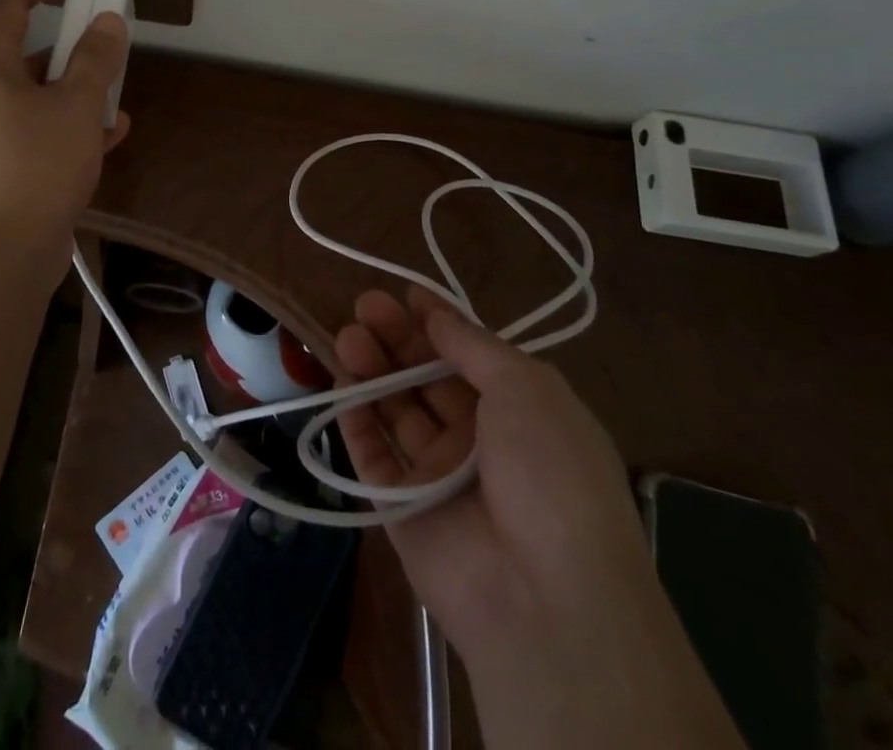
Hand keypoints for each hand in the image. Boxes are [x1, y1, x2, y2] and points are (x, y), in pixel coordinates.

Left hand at [0, 0, 130, 277]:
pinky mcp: (17, 166)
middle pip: (34, 52)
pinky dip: (81, 127)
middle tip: (110, 41)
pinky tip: (115, 134)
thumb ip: (96, 59)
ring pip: (47, 95)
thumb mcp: (76, 105)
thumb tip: (108, 20)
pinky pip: (52, 131)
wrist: (6, 253)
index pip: (10, 6)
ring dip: (84, 90)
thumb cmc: (37, 167)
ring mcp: (2, 133)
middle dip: (75, 45)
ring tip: (120, 94)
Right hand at [337, 288, 743, 748]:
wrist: (547, 600)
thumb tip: (436, 313)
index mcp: (519, 410)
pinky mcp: (403, 507)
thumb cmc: (550, 471)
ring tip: (348, 337)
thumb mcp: (526, 387)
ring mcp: (439, 474)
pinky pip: (374, 456)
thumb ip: (473, 346)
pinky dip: (356, 420)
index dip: (438, 322)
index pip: (469, 354)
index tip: (404, 293)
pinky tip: (342, 385)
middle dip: (397, 338)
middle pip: (427, 377)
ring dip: (372, 370)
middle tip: (364, 307)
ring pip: (396, 410)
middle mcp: (479, 438)